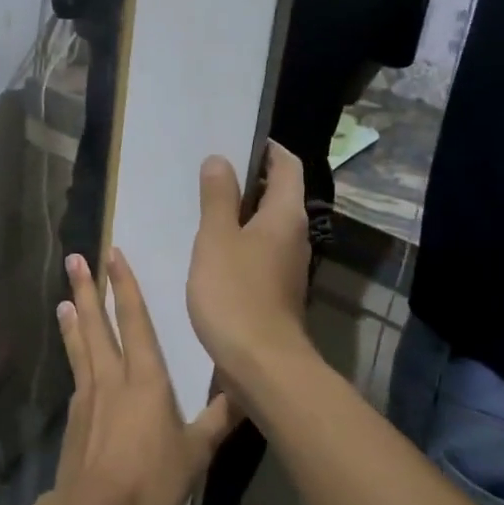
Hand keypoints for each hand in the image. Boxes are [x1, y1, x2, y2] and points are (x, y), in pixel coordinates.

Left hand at [47, 250, 241, 504]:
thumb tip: (247, 390)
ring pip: (81, 344)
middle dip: (88, 289)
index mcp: (145, 379)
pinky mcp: (74, 415)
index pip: (135, 321)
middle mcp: (113, 377)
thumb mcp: (196, 453)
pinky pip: (76, 372)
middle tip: (74, 259)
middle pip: (98, 323)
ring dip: (74, 317)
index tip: (113, 255)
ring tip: (64, 297)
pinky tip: (72, 353)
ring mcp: (88, 395)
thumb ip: (219, 420)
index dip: (126, 286)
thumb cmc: (150, 480)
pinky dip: (72, 352)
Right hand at [187, 143, 311, 381]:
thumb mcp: (216, 238)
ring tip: (207, 207)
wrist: (261, 364)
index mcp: (286, 215)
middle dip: (251, 180)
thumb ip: (217, 197)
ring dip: (244, 213)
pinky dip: (242, 241)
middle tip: (212, 173)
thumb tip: (220, 160)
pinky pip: (262, 252)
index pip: (287, 166)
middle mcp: (296, 236)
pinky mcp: (278, 291)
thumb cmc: (236, 293)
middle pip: (280, 195)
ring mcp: (289, 266)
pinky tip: (214, 250)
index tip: (238, 141)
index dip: (268, 149)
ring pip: (269, 226)